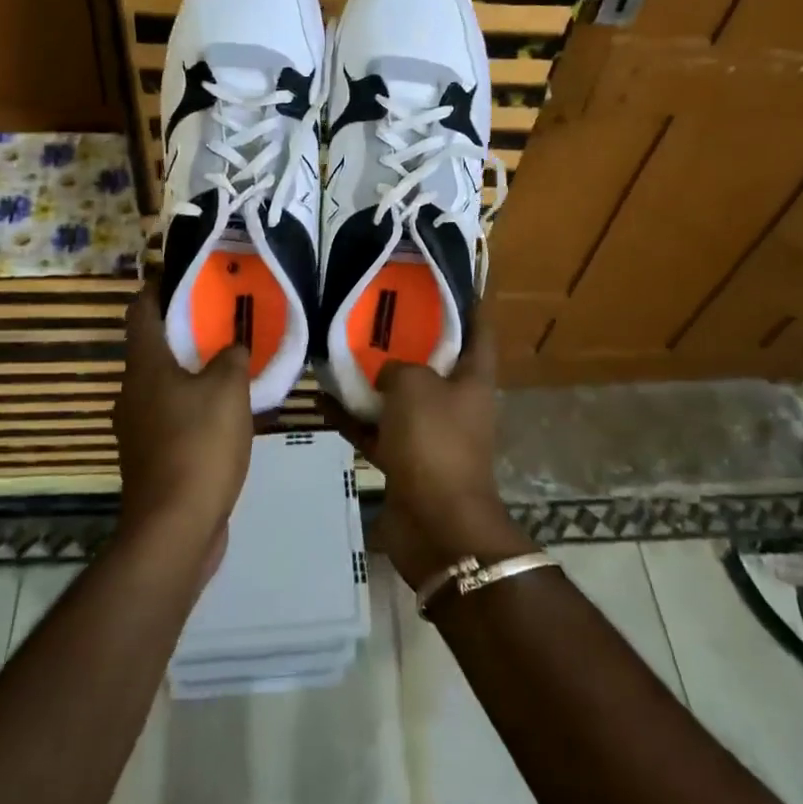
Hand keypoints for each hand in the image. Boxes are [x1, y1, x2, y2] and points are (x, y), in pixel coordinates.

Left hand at [112, 287, 253, 556]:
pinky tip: (227, 415)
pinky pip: (173, 418)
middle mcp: (132, 392)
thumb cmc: (199, 445)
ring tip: (231, 366)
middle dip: (185, 332)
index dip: (158, 288)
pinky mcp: (151, 459)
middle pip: (154, 348)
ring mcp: (138, 429)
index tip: (183, 274)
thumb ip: (232, 359)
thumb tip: (231, 349)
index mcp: (145, 366)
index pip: (141, 311)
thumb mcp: (228, 390)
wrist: (174, 529)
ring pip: (165, 386)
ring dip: (193, 373)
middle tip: (222, 320)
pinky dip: (195, 407)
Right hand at [320, 316, 532, 588]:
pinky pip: (378, 431)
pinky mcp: (406, 461)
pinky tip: (324, 402)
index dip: (469, 304)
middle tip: (377, 311)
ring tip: (341, 352)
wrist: (436, 523)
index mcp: (473, 379)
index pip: (478, 331)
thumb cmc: (435, 441)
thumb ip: (398, 367)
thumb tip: (388, 373)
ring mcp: (431, 434)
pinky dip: (355, 419)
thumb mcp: (415, 385)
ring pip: (401, 398)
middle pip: (435, 362)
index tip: (447, 280)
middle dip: (409, 338)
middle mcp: (456, 403)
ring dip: (374, 380)